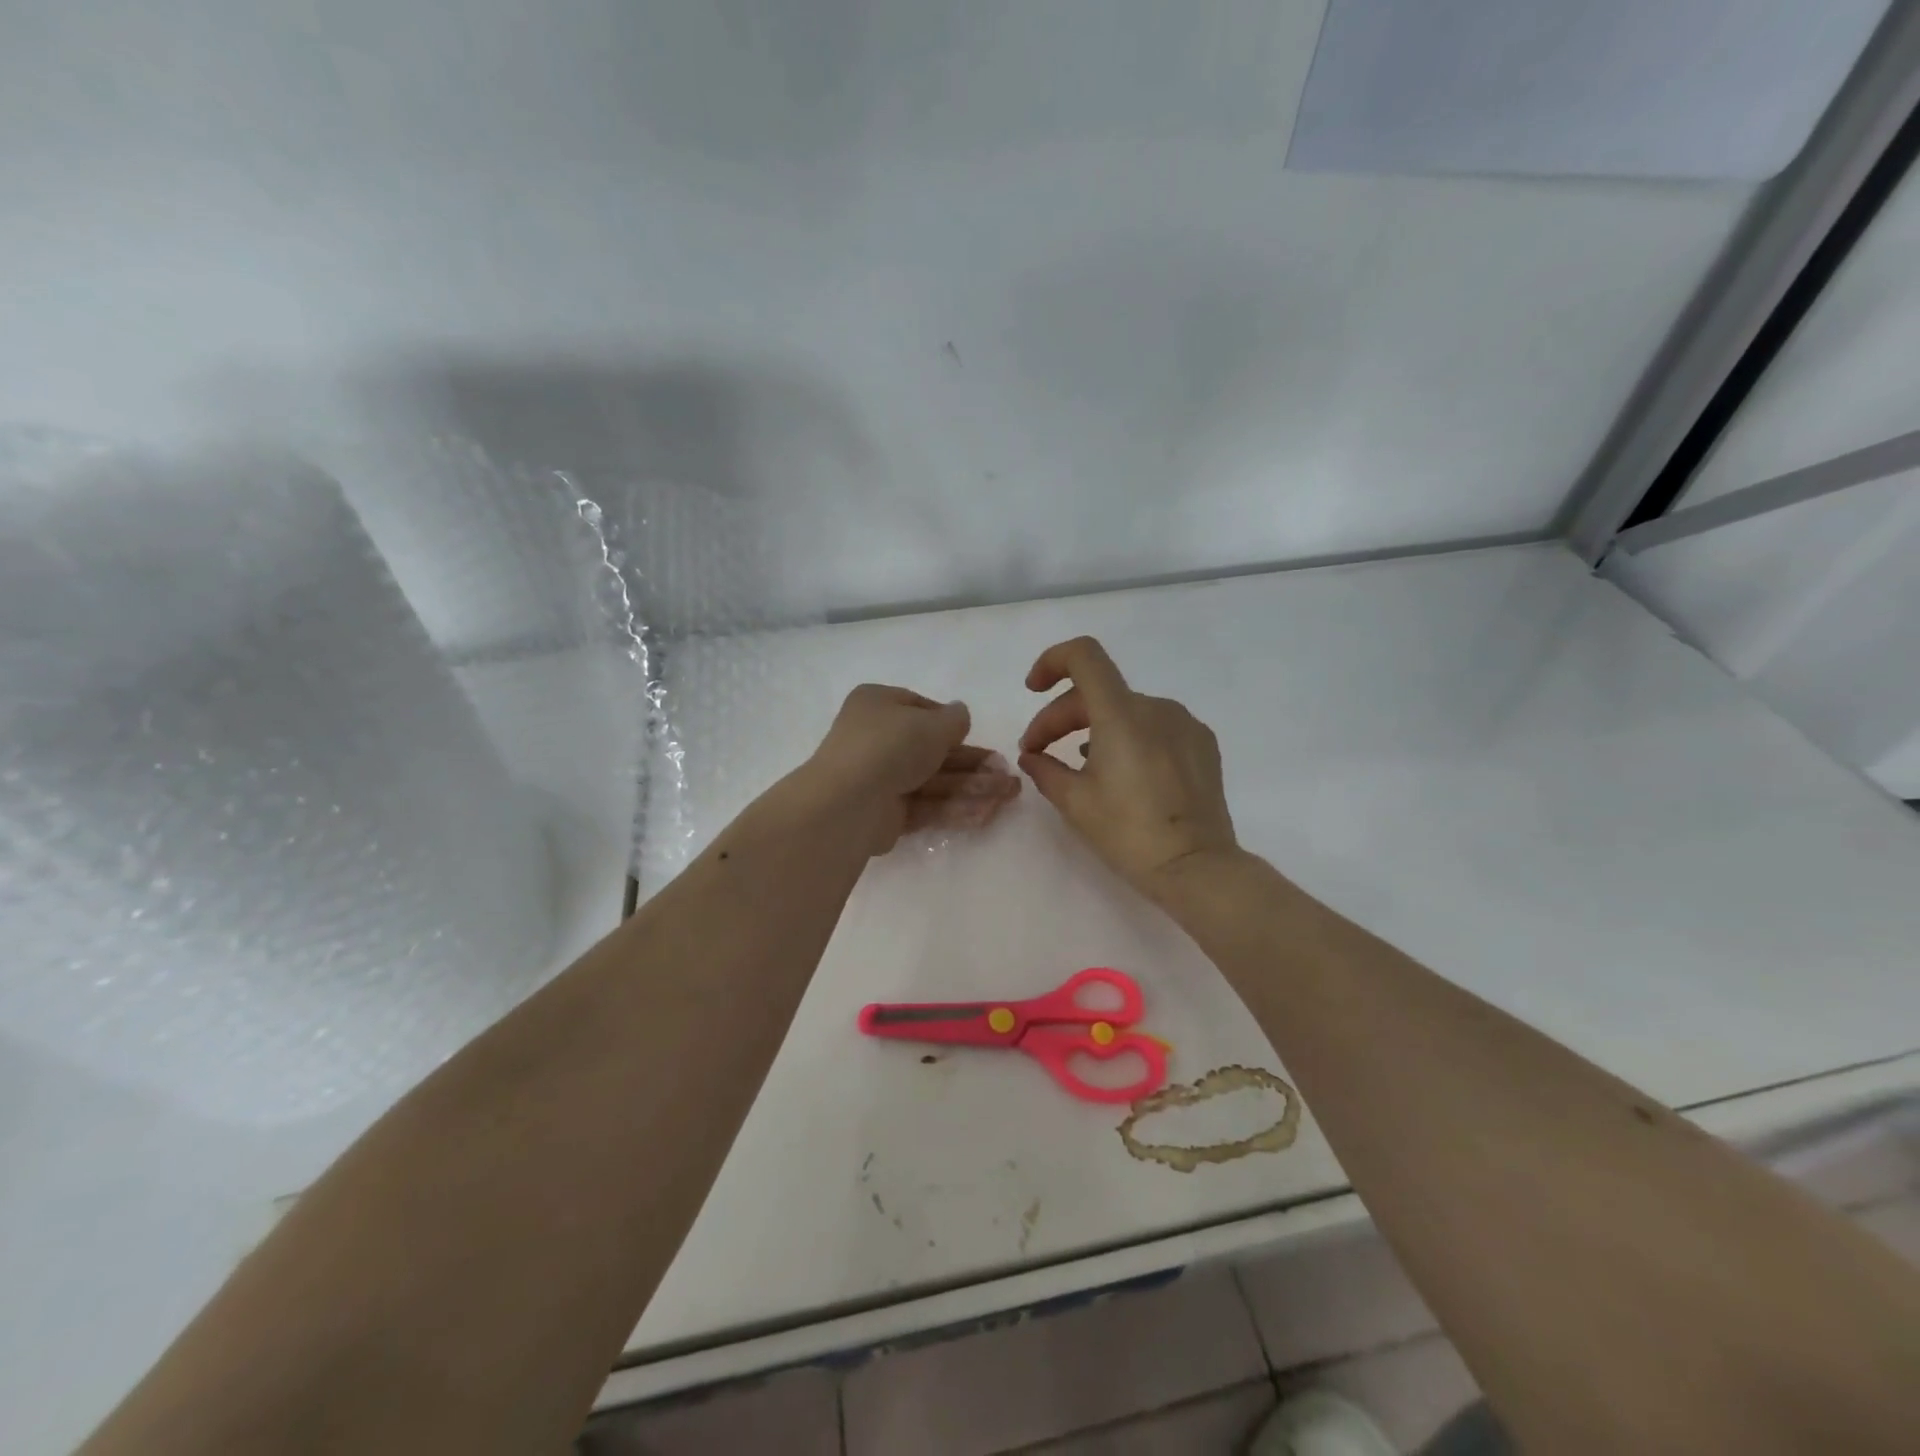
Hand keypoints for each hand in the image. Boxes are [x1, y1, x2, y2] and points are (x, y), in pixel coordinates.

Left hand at [806, 684, 1020, 853]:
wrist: (850, 800)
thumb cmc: (891, 745)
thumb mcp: (932, 723)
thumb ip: (954, 719)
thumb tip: (959, 714)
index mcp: (878, 705)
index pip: (920, 709)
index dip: (951, 724)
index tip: (976, 735)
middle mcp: (876, 739)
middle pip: (932, 750)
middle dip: (973, 763)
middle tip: (1007, 774)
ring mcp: (879, 778)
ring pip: (933, 780)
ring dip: (973, 787)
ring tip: (1010, 795)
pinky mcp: (885, 814)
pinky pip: (926, 806)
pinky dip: (955, 808)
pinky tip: (988, 814)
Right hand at [1018, 637, 1237, 898]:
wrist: (1197, 868)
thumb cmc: (1128, 833)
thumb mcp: (1074, 802)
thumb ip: (1044, 769)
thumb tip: (1032, 757)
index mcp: (1121, 714)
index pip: (1084, 656)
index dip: (1052, 661)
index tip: (1033, 689)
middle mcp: (1156, 707)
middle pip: (1098, 691)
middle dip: (1060, 717)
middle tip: (1038, 753)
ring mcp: (1184, 724)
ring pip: (1126, 710)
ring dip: (1094, 728)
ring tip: (1078, 766)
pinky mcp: (1202, 744)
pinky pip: (1155, 726)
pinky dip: (1129, 737)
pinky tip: (1121, 772)